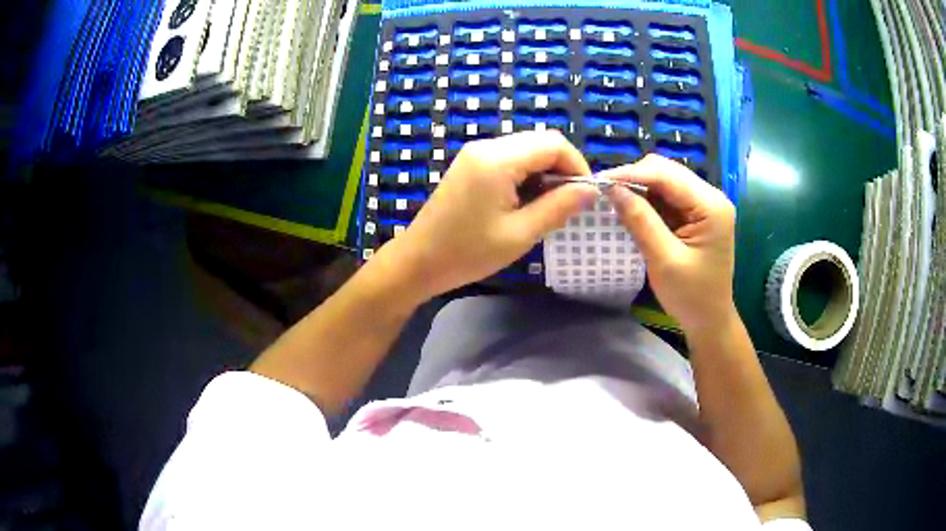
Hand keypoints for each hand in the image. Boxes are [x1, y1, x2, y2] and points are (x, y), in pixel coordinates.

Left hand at [378, 130, 598, 299]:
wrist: (418, 262)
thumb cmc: (468, 253)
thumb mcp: (520, 234)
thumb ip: (559, 207)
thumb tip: (591, 190)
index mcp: (498, 159)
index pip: (554, 143)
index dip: (577, 165)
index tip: (584, 196)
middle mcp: (487, 146)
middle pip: (540, 142)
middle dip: (561, 169)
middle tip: (564, 205)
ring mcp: (475, 153)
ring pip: (526, 150)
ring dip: (543, 174)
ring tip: (543, 209)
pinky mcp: (470, 164)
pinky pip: (509, 159)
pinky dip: (525, 175)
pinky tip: (522, 203)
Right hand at [602, 155, 736, 331]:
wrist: (710, 320)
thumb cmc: (691, 295)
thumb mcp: (664, 260)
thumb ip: (640, 221)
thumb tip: (612, 188)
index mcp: (711, 206)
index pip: (666, 175)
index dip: (631, 173)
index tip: (598, 180)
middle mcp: (710, 196)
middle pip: (666, 171)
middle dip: (634, 177)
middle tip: (605, 191)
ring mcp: (704, 203)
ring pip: (665, 180)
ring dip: (639, 187)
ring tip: (614, 199)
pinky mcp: (696, 213)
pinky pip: (667, 195)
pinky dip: (648, 199)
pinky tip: (632, 208)